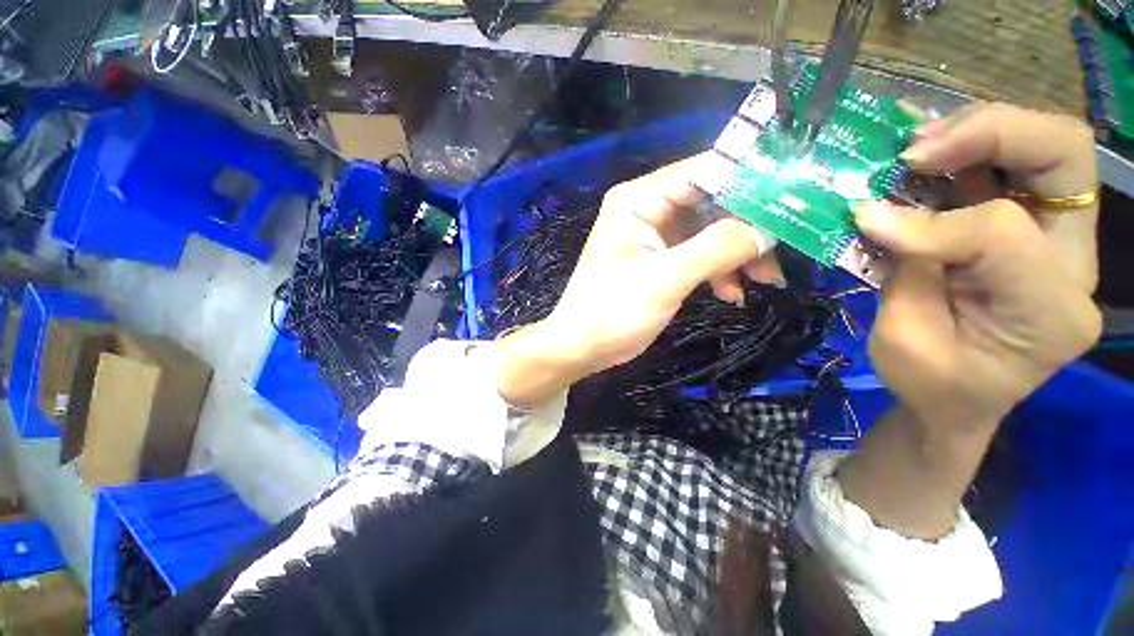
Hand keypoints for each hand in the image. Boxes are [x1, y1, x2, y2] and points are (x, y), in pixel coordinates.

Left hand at [488, 154, 781, 406]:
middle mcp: (647, 208)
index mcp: (639, 200)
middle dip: (747, 228)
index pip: (704, 171)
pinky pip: (699, 253)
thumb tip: (769, 227)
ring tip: (764, 282)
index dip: (750, 180)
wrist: (582, 347)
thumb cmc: (612, 312)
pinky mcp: (659, 258)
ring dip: (738, 253)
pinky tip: (731, 294)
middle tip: (783, 253)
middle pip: (712, 202)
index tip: (795, 199)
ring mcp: (654, 235)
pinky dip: (719, 270)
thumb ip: (717, 248)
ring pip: (710, 230)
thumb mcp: (665, 280)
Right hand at [859, 103, 1101, 431]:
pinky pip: (1018, 166)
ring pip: (1049, 147)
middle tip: (917, 150)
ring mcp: (1060, 242)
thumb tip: (872, 211)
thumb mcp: (904, 341)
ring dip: (978, 132)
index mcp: (1049, 313)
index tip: (864, 219)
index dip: (927, 223)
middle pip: (1064, 155)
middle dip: (989, 134)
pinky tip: (930, 153)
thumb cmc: (930, 385)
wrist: (958, 401)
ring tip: (917, 147)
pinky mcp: (1034, 229)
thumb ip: (904, 272)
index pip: (1002, 233)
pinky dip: (972, 148)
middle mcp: (1073, 266)